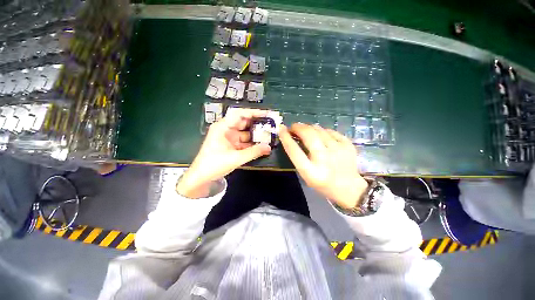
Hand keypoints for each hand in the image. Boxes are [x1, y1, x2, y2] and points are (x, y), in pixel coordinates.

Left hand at [177, 109, 271, 197]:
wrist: (201, 177)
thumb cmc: (214, 164)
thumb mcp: (235, 158)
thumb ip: (253, 152)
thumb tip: (269, 147)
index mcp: (223, 127)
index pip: (240, 114)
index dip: (254, 113)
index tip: (267, 114)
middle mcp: (226, 130)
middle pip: (244, 122)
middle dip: (257, 124)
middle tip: (271, 125)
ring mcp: (229, 138)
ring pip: (245, 133)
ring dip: (256, 134)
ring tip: (269, 135)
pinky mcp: (231, 146)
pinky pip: (244, 141)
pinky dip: (252, 143)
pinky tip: (261, 145)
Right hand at [279, 123, 367, 208]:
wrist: (349, 188)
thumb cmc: (323, 183)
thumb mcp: (306, 175)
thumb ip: (299, 158)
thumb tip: (294, 137)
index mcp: (311, 171)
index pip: (294, 151)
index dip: (286, 138)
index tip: (281, 129)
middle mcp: (324, 159)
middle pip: (308, 135)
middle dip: (298, 127)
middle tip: (293, 127)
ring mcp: (338, 150)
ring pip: (319, 130)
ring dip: (309, 127)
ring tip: (306, 131)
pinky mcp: (348, 145)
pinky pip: (330, 131)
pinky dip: (322, 131)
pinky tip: (321, 135)